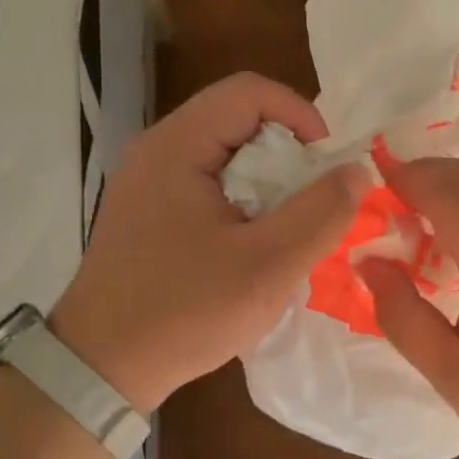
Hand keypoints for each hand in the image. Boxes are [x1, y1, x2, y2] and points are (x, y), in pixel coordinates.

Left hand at [51, 73, 368, 413]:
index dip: (301, 116)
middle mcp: (158, 151)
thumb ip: (321, 212)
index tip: (327, 166)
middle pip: (239, 120)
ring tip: (290, 228)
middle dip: (289, 155)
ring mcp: (149, 183)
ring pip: (228, 156)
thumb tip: (357, 170)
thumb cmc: (186, 311)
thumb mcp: (268, 265)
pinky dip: (245, 203)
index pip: (250, 91)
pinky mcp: (150, 213)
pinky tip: (255, 246)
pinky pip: (211, 185)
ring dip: (270, 183)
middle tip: (315, 203)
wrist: (101, 368)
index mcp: (177, 146)